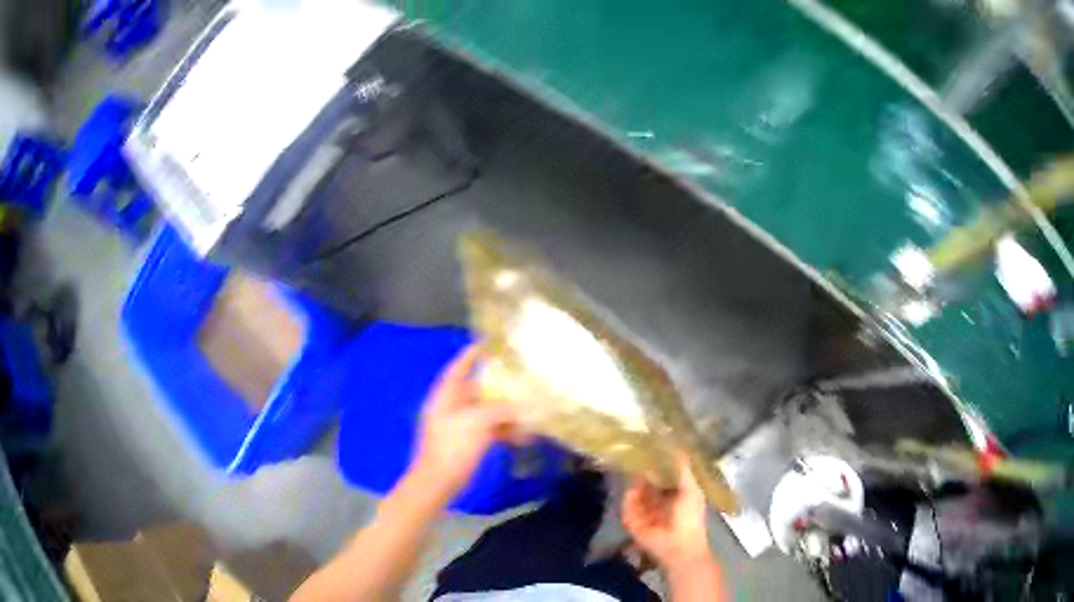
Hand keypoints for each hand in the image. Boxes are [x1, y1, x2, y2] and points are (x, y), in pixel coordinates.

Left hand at [410, 345, 515, 504]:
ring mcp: (459, 427)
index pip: (457, 369)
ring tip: (530, 413)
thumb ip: (499, 409)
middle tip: (521, 379)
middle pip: (476, 390)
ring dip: (507, 413)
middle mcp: (451, 408)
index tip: (486, 344)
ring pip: (486, 412)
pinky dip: (505, 431)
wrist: (438, 482)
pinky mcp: (468, 443)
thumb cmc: (452, 447)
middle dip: (498, 387)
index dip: (470, 355)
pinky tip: (524, 437)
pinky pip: (489, 430)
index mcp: (446, 397)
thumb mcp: (477, 422)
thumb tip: (520, 407)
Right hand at [622, 454, 712, 570]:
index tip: (652, 447)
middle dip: (643, 472)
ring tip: (629, 467)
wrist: (678, 546)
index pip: (665, 476)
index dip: (659, 464)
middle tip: (636, 453)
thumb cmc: (689, 517)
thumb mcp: (691, 489)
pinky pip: (628, 507)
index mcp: (677, 495)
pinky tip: (629, 488)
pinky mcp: (632, 522)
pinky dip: (628, 499)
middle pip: (648, 484)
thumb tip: (679, 447)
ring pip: (636, 494)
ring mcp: (645, 513)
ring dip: (634, 483)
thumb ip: (684, 469)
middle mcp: (660, 503)